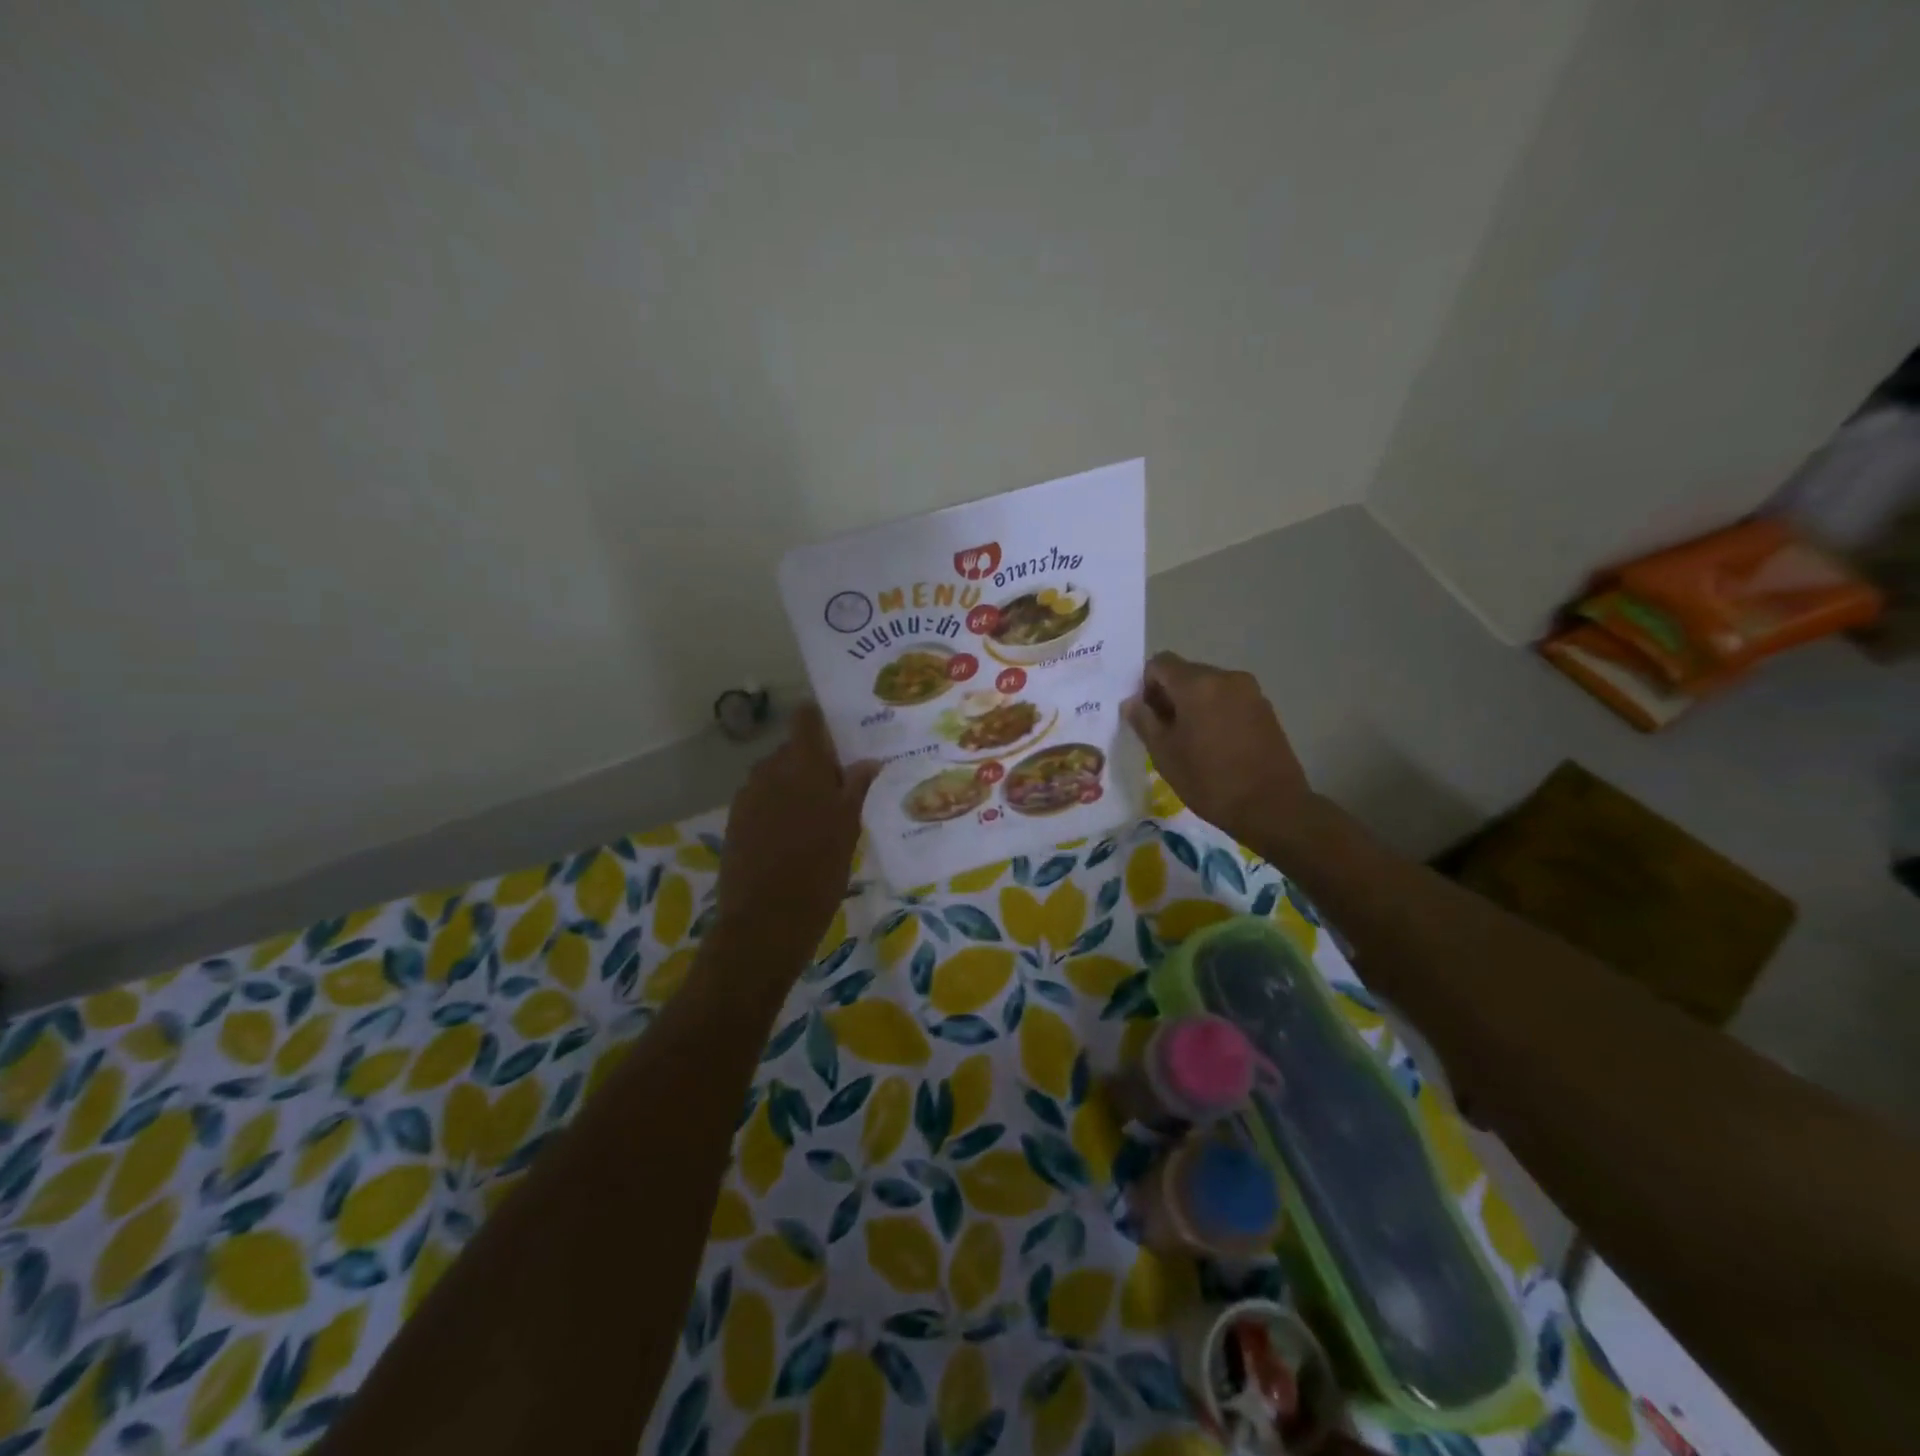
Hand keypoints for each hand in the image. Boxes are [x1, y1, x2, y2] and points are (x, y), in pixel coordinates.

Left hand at [712, 704, 878, 979]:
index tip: (840, 733)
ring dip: (795, 785)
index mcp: (802, 765)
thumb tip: (868, 761)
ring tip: (817, 816)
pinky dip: (778, 806)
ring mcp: (748, 795)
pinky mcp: (735, 819)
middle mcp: (770, 770)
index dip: (819, 719)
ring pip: (776, 776)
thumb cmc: (819, 871)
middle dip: (814, 762)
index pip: (805, 719)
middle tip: (839, 787)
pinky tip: (793, 835)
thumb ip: (855, 788)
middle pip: (792, 750)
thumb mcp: (848, 828)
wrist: (765, 920)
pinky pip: (762, 799)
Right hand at [1123, 652, 1312, 848]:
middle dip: (1170, 695)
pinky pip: (1229, 699)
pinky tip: (1216, 744)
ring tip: (1191, 741)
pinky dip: (1215, 712)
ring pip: (1209, 687)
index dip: (1146, 685)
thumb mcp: (1165, 754)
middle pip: (1186, 673)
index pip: (1160, 663)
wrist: (1272, 806)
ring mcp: (1250, 691)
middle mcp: (1225, 677)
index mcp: (1197, 684)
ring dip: (1193, 705)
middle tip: (1164, 732)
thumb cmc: (1210, 780)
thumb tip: (1132, 702)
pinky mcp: (1265, 708)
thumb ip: (1144, 721)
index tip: (1147, 716)